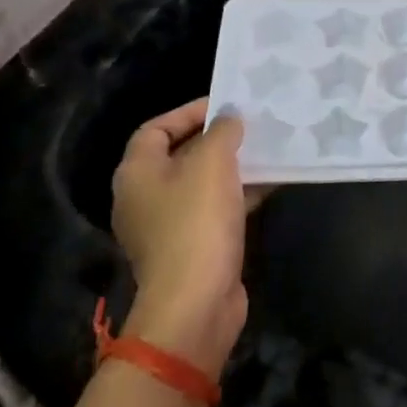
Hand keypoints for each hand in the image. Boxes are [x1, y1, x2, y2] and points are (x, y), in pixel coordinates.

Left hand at [110, 99, 267, 372]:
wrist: (196, 302)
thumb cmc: (196, 223)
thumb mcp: (212, 164)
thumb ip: (222, 132)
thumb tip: (229, 117)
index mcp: (137, 172)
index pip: (155, 128)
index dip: (188, 111)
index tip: (226, 104)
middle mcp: (145, 196)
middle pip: (180, 154)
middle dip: (216, 138)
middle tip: (251, 125)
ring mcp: (168, 225)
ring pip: (202, 183)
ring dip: (232, 166)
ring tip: (266, 149)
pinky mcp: (193, 247)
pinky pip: (215, 209)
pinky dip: (238, 194)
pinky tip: (270, 183)